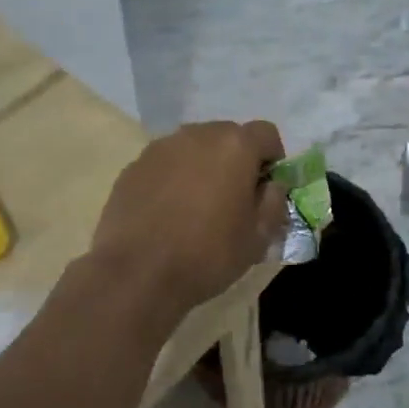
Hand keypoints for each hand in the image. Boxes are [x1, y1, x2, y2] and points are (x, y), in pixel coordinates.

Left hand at [89, 120, 287, 322]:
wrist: (137, 274)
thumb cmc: (208, 254)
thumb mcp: (259, 237)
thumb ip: (274, 201)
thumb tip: (271, 185)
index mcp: (234, 146)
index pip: (266, 133)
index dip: (272, 159)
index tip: (266, 188)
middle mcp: (198, 134)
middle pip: (228, 136)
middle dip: (236, 160)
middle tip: (233, 198)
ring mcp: (161, 148)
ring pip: (194, 148)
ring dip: (203, 167)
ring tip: (197, 206)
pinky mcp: (134, 166)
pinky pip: (165, 164)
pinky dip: (173, 179)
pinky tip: (167, 213)